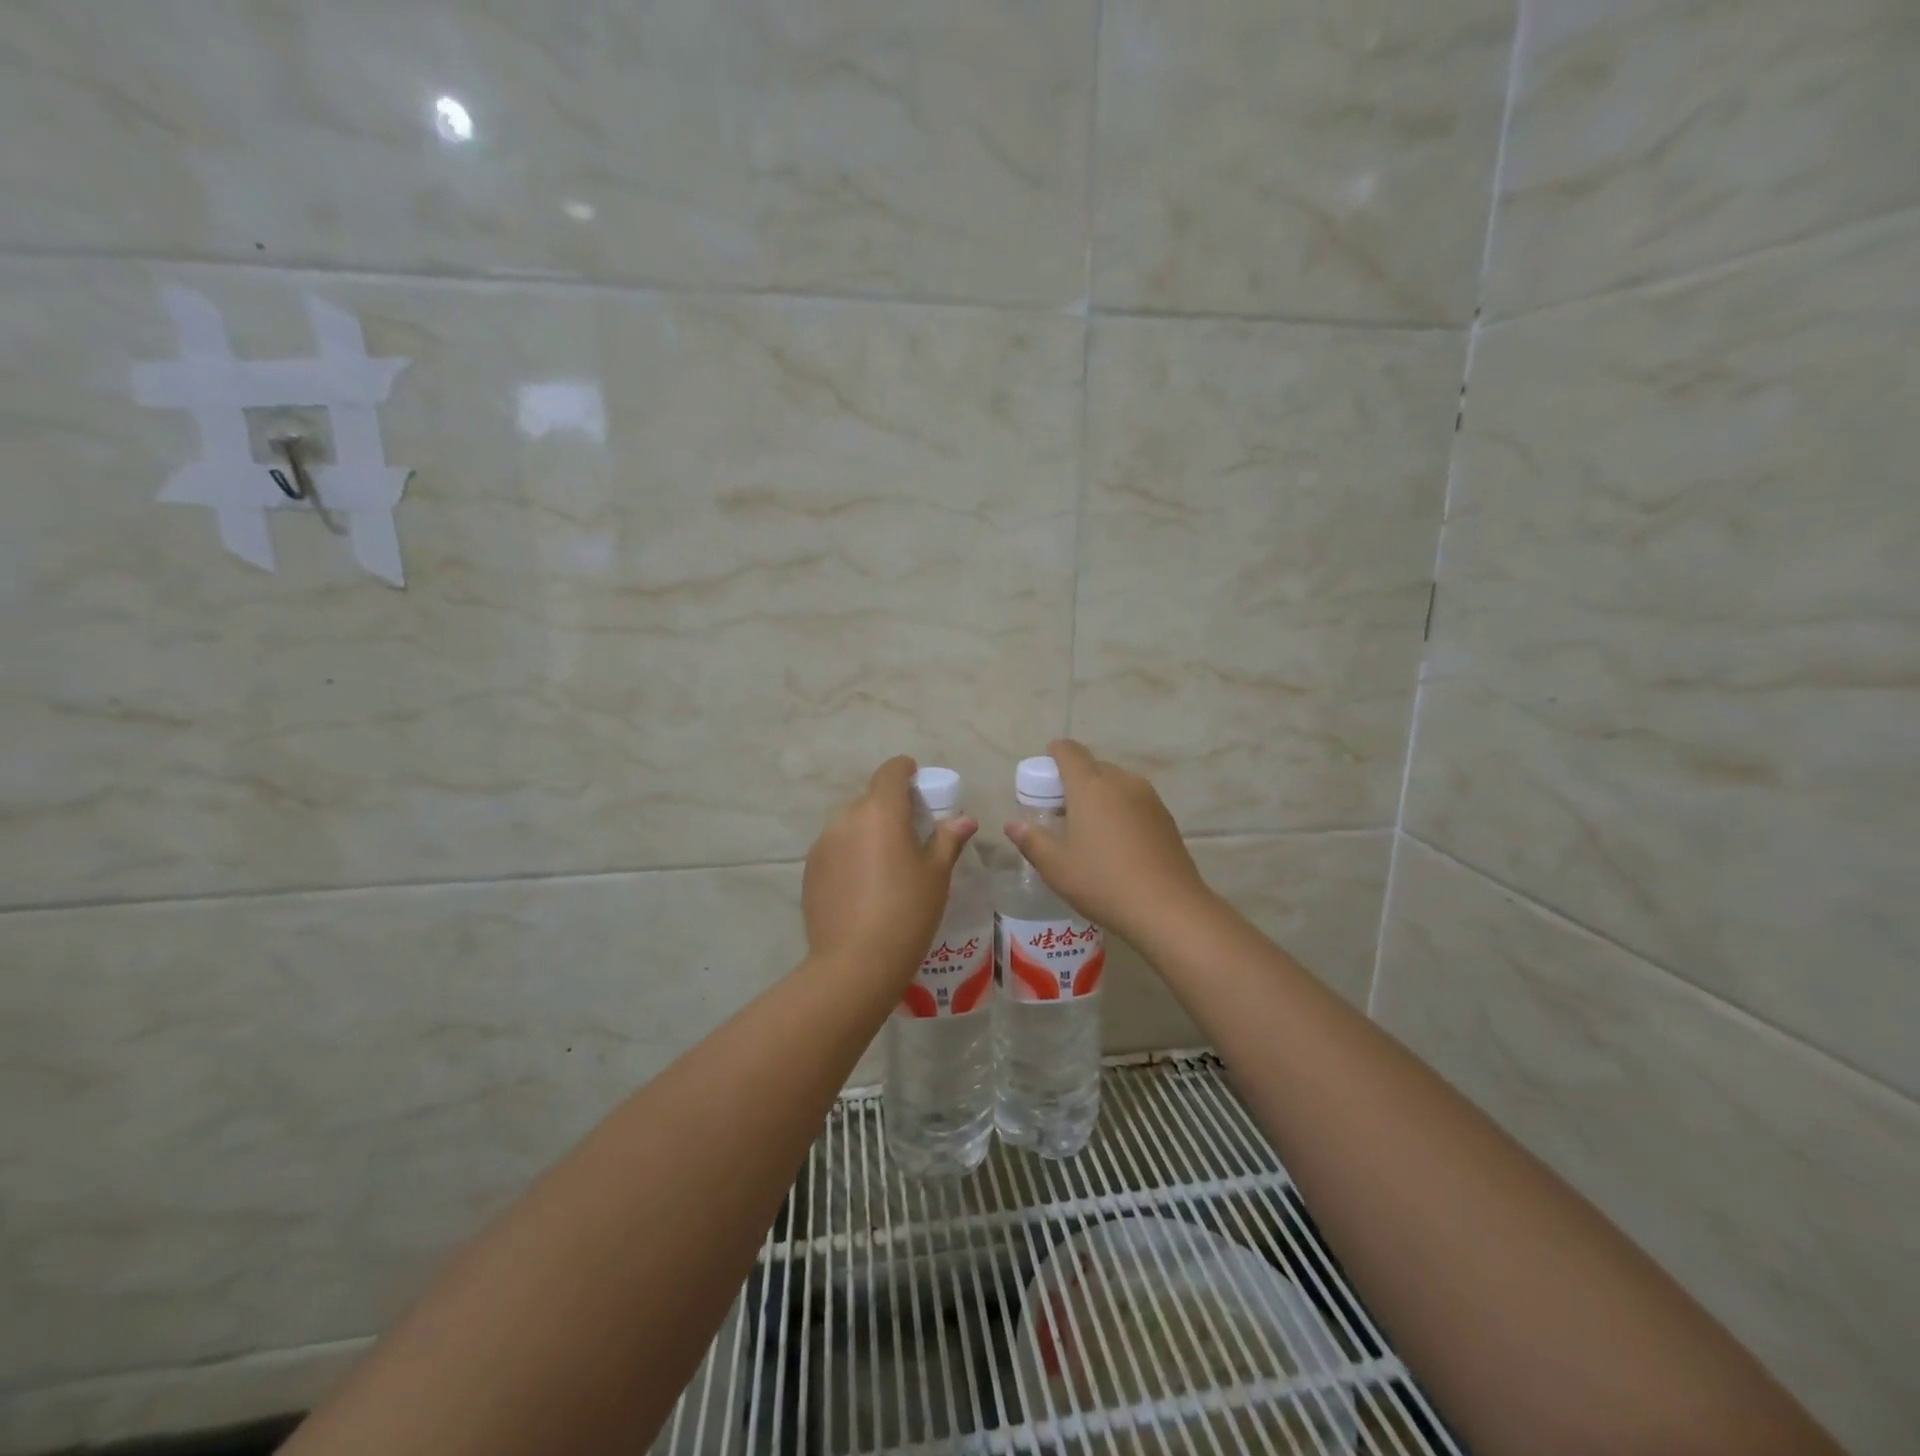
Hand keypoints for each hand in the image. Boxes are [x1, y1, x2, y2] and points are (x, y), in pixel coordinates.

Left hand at [803, 756, 978, 980]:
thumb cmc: (907, 911)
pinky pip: (834, 849)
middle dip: (889, 808)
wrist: (855, 962)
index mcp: (881, 811)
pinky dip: (849, 855)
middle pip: (870, 800)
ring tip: (884, 865)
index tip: (916, 781)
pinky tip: (862, 887)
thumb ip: (948, 839)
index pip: (890, 772)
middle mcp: (846, 818)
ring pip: (850, 825)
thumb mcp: (936, 875)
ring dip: (867, 832)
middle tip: (909, 835)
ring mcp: (823, 844)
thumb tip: (964, 819)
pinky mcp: (809, 870)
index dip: (904, 770)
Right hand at [1004, 739, 1212, 943]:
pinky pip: (1135, 800)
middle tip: (1061, 809)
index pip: (1069, 751)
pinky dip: (1120, 809)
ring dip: (1100, 794)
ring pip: (1116, 783)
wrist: (1168, 908)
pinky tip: (1117, 841)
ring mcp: (1148, 797)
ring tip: (1089, 827)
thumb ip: (1031, 841)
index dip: (1054, 753)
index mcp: (1090, 786)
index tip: (1044, 771)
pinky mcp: (1165, 816)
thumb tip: (1013, 825)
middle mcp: (1121, 781)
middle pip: (1093, 766)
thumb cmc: (1103, 883)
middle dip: (1074, 779)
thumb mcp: (1056, 867)